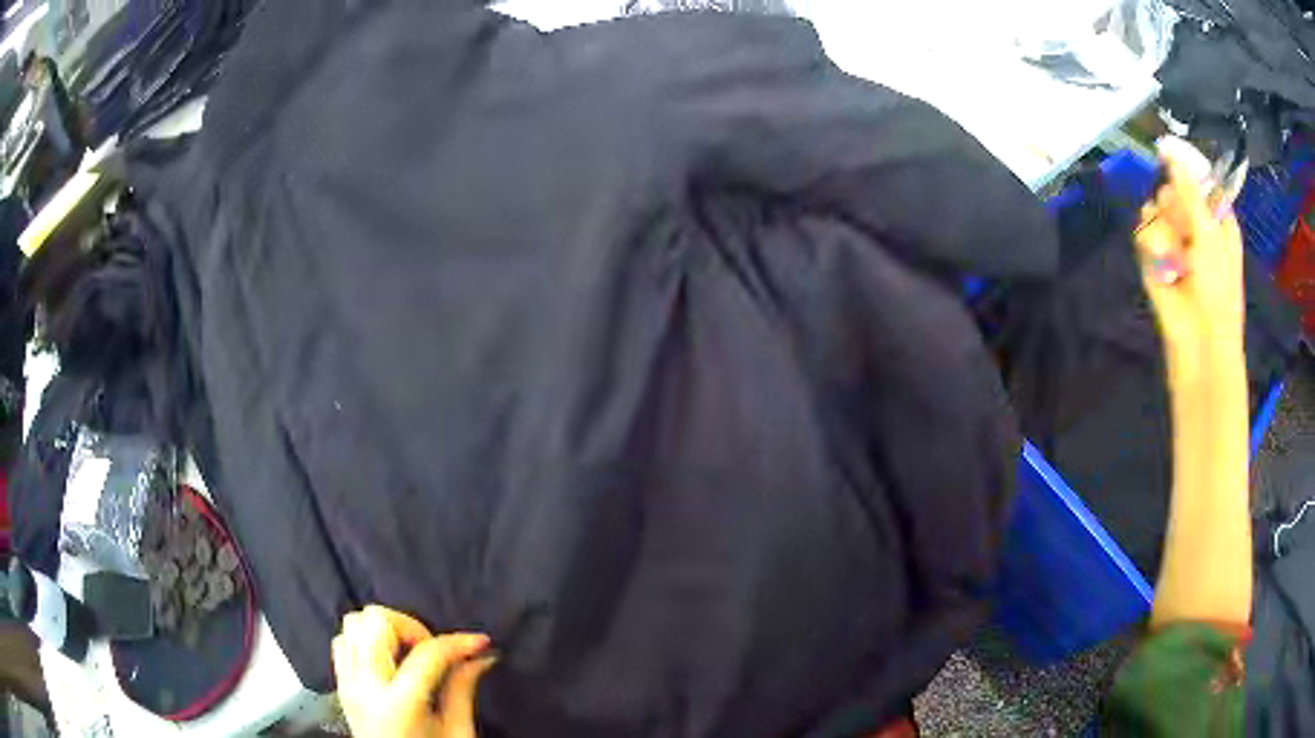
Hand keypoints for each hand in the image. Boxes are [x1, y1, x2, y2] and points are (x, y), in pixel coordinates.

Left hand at [333, 605, 494, 737]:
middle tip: (433, 651)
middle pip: (376, 621)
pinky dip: (364, 640)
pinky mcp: (340, 685)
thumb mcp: (457, 731)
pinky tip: (388, 660)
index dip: (457, 642)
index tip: (479, 642)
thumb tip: (481, 656)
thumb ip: (463, 689)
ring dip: (385, 630)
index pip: (427, 653)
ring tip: (409, 653)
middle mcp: (365, 687)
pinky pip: (343, 641)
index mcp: (399, 704)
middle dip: (411, 627)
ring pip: (353, 623)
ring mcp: (347, 684)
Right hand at [1135, 136, 1245, 381]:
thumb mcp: (1210, 234)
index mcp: (1215, 217)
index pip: (1196, 178)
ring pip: (1155, 208)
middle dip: (1174, 205)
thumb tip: (1169, 151)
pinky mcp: (1153, 258)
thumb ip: (1189, 191)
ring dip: (1164, 230)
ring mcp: (1173, 241)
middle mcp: (1194, 224)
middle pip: (1172, 188)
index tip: (1171, 158)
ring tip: (1175, 257)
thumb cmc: (1218, 290)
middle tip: (1184, 228)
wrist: (1199, 343)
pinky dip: (1151, 247)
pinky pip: (1143, 232)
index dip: (1185, 169)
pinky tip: (1162, 264)